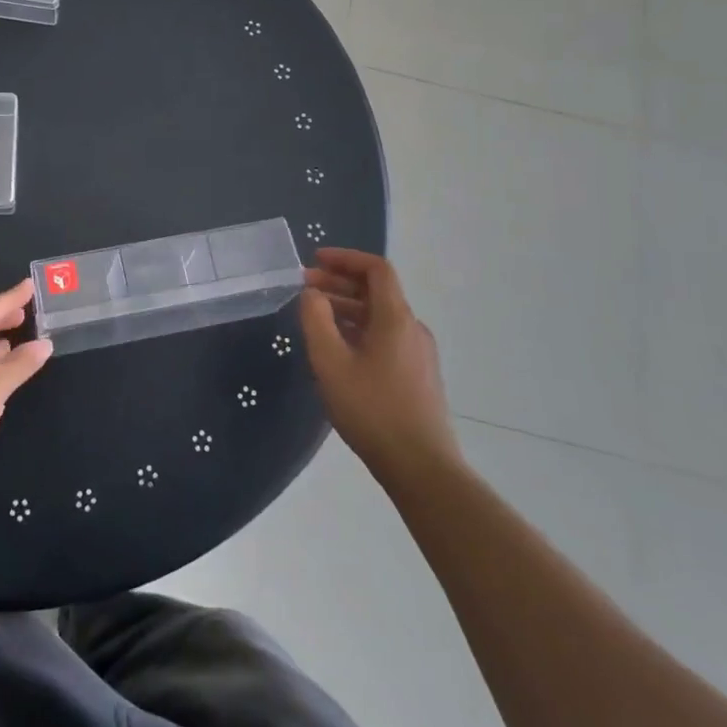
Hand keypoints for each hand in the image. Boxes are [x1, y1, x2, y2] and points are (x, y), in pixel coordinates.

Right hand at [300, 248, 461, 480]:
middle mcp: (412, 328)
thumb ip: (316, 321)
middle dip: (339, 284)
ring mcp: (418, 353)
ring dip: (347, 309)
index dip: (345, 258)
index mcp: (396, 318)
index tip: (315, 261)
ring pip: (380, 317)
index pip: (376, 269)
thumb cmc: (373, 410)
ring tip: (315, 319)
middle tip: (305, 290)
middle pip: (377, 292)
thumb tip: (312, 294)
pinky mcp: (418, 376)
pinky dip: (359, 330)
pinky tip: (338, 351)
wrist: (421, 468)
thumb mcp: (331, 363)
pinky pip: (386, 338)